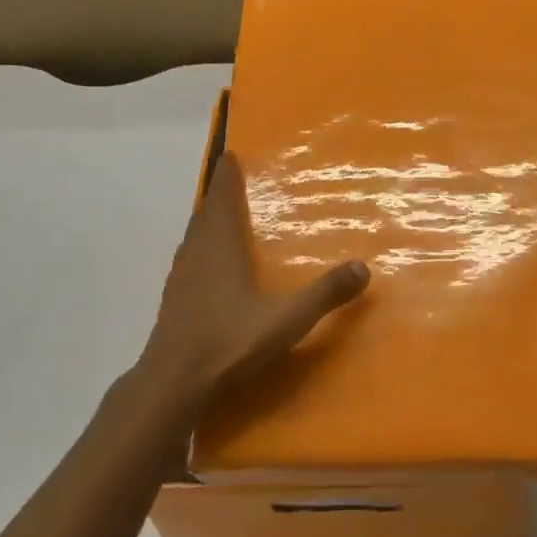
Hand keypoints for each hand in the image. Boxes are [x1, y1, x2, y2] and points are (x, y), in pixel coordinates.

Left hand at [132, 152, 369, 419]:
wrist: (173, 380)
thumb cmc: (229, 340)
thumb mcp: (286, 319)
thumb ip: (324, 294)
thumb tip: (363, 267)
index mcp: (221, 247)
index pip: (223, 200)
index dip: (226, 177)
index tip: (229, 156)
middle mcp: (197, 254)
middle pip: (206, 214)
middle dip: (218, 195)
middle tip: (230, 181)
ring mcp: (180, 277)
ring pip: (194, 237)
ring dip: (206, 222)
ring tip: (220, 218)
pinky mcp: (173, 300)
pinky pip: (189, 260)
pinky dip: (199, 248)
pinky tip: (208, 266)